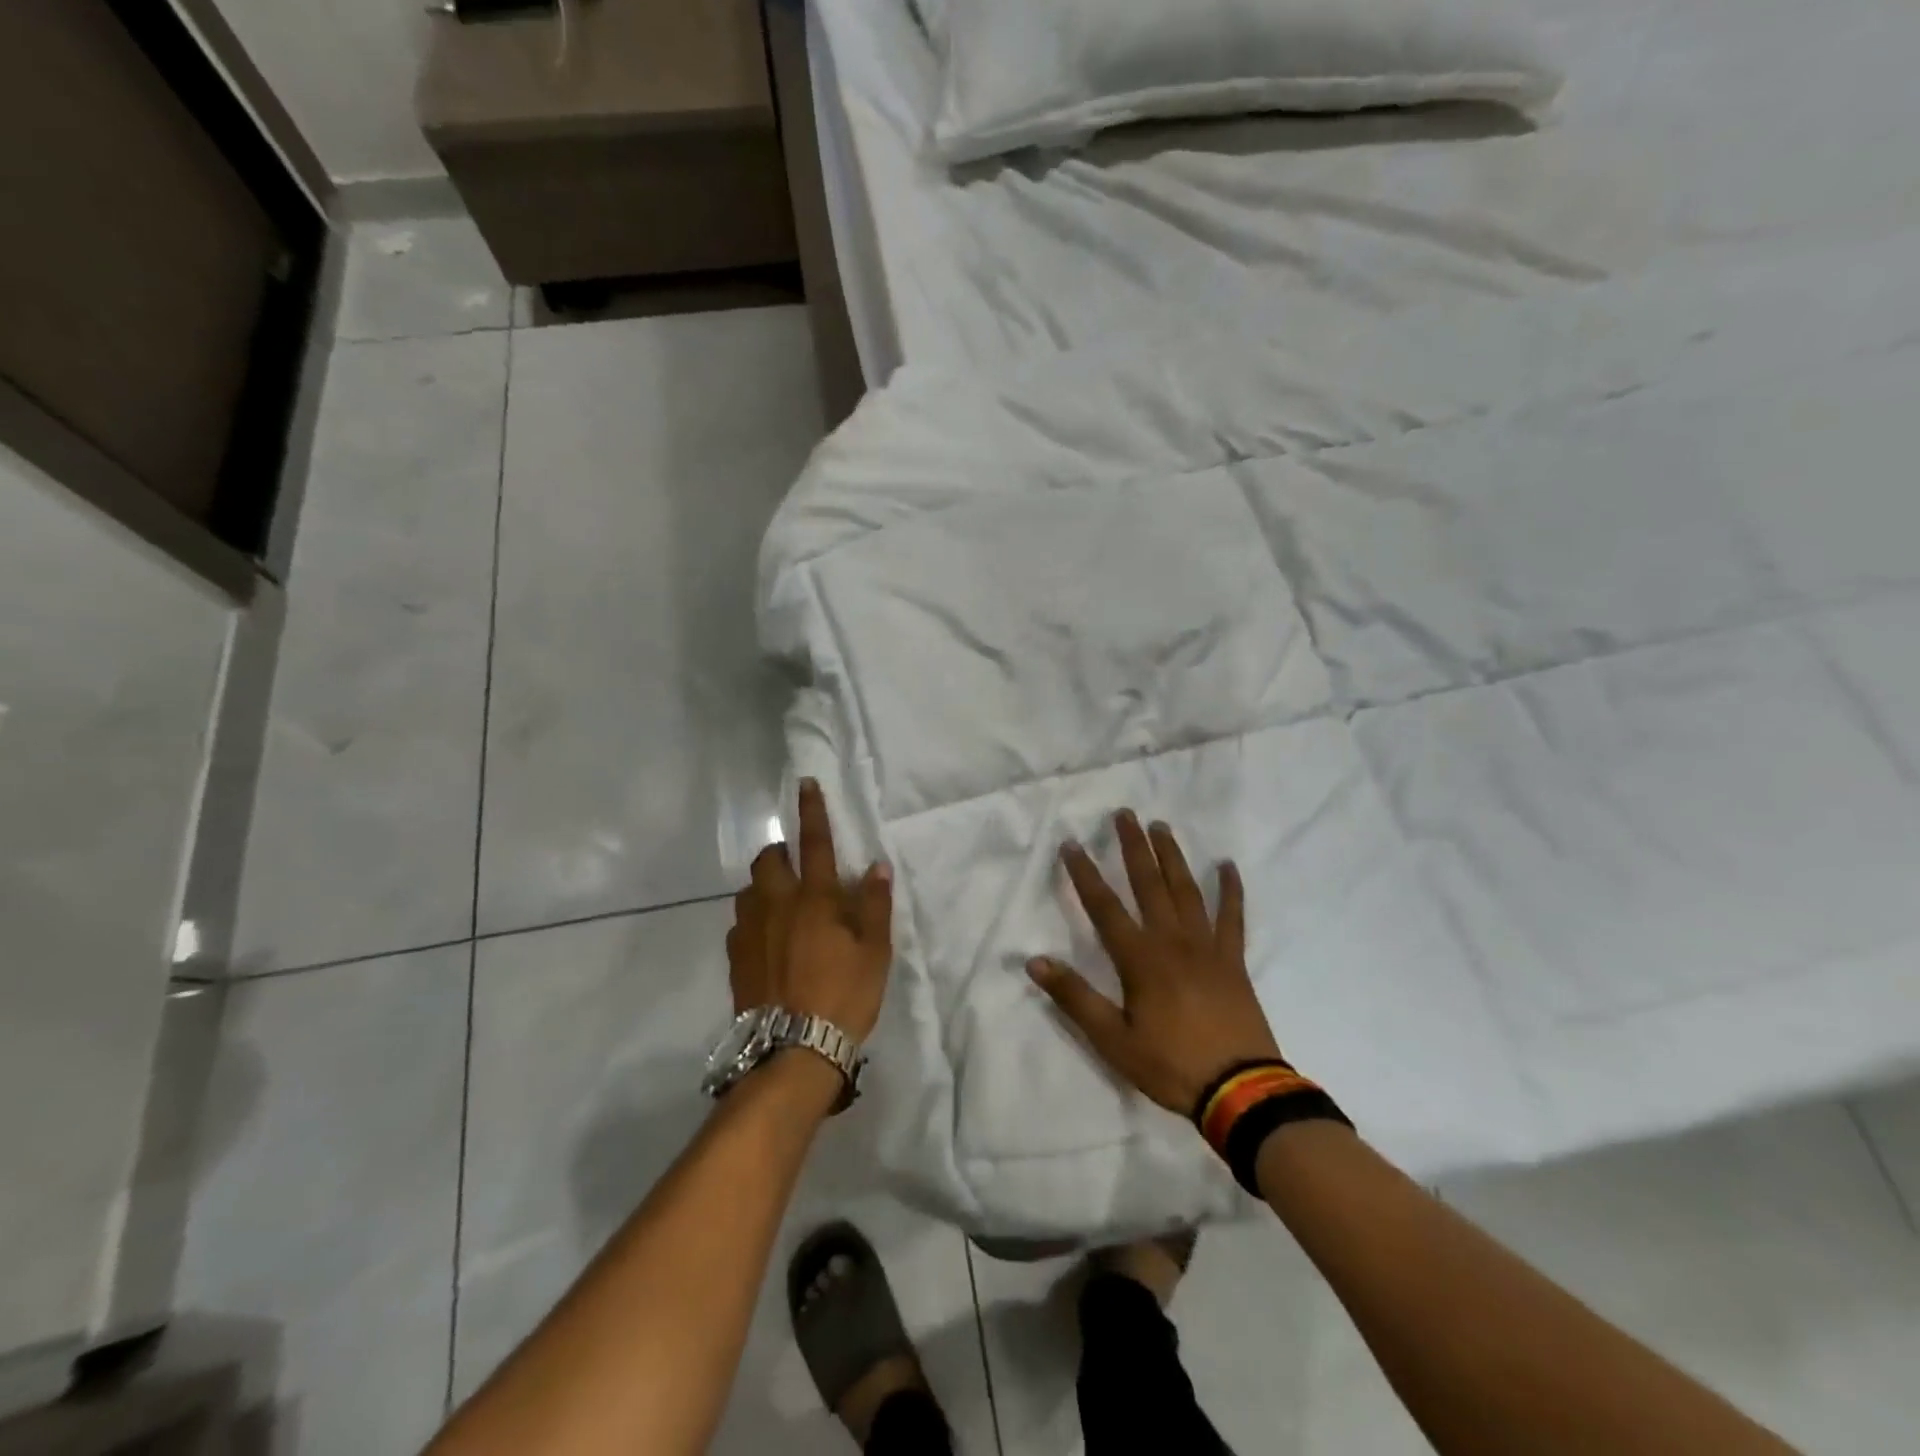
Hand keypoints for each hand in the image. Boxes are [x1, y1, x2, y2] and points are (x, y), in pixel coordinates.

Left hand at [727, 779, 893, 1041]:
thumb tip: (875, 866)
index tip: (806, 784)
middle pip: (768, 860)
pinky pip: (740, 923)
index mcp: (815, 899)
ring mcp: (750, 931)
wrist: (792, 1051)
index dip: (813, 811)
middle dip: (780, 852)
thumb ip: (874, 905)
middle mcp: (777, 905)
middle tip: (796, 866)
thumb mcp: (875, 952)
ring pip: (749, 890)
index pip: (815, 843)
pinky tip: (766, 941)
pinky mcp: (735, 958)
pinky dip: (754, 919)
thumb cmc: (843, 996)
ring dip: (764, 885)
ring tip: (781, 904)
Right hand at [1027, 811, 1281, 1116]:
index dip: (1085, 874)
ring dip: (1172, 856)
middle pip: (1148, 884)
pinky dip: (1230, 890)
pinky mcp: (1233, 960)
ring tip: (1161, 827)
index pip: (1104, 906)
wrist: (1241, 1090)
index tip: (1071, 844)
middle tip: (1124, 814)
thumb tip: (1034, 962)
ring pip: (1186, 890)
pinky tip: (1227, 866)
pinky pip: (1232, 916)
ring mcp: (1207, 946)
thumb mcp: (1113, 1040)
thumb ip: (1075, 998)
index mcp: (1140, 958)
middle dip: (1133, 847)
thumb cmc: (1170, 1064)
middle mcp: (1172, 941)